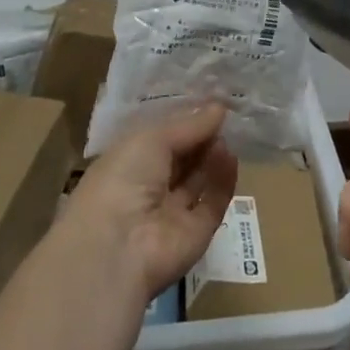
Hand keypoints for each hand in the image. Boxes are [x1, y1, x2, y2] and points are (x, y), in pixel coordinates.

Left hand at [61, 104, 238, 305]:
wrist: (118, 248)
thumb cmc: (123, 178)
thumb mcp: (152, 139)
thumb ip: (188, 125)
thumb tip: (219, 107)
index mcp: (127, 163)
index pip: (158, 139)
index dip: (181, 121)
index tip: (208, 101)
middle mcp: (148, 187)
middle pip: (181, 158)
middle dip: (201, 136)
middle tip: (225, 113)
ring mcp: (172, 212)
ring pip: (198, 179)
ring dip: (212, 155)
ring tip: (229, 131)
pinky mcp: (196, 232)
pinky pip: (213, 201)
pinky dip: (223, 180)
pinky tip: (231, 156)